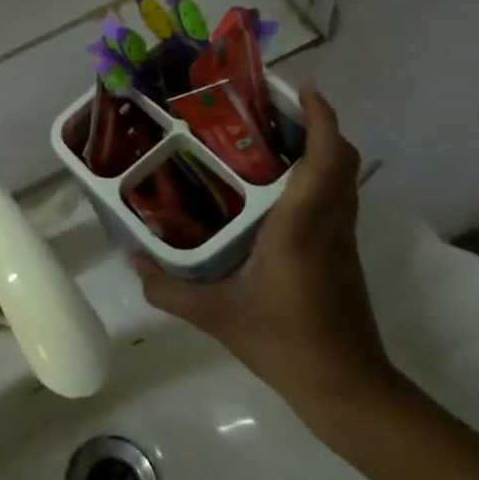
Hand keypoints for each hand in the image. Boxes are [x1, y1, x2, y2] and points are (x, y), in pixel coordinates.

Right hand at [130, 89, 397, 422]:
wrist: (347, 389)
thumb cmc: (284, 341)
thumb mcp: (215, 315)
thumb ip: (167, 287)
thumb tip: (131, 256)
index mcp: (302, 224)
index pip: (328, 158)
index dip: (321, 118)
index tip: (300, 89)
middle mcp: (329, 222)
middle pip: (342, 159)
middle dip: (317, 125)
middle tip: (272, 111)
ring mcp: (342, 240)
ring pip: (342, 179)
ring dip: (319, 150)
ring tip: (270, 140)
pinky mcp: (343, 256)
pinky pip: (336, 200)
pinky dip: (317, 178)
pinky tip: (276, 191)